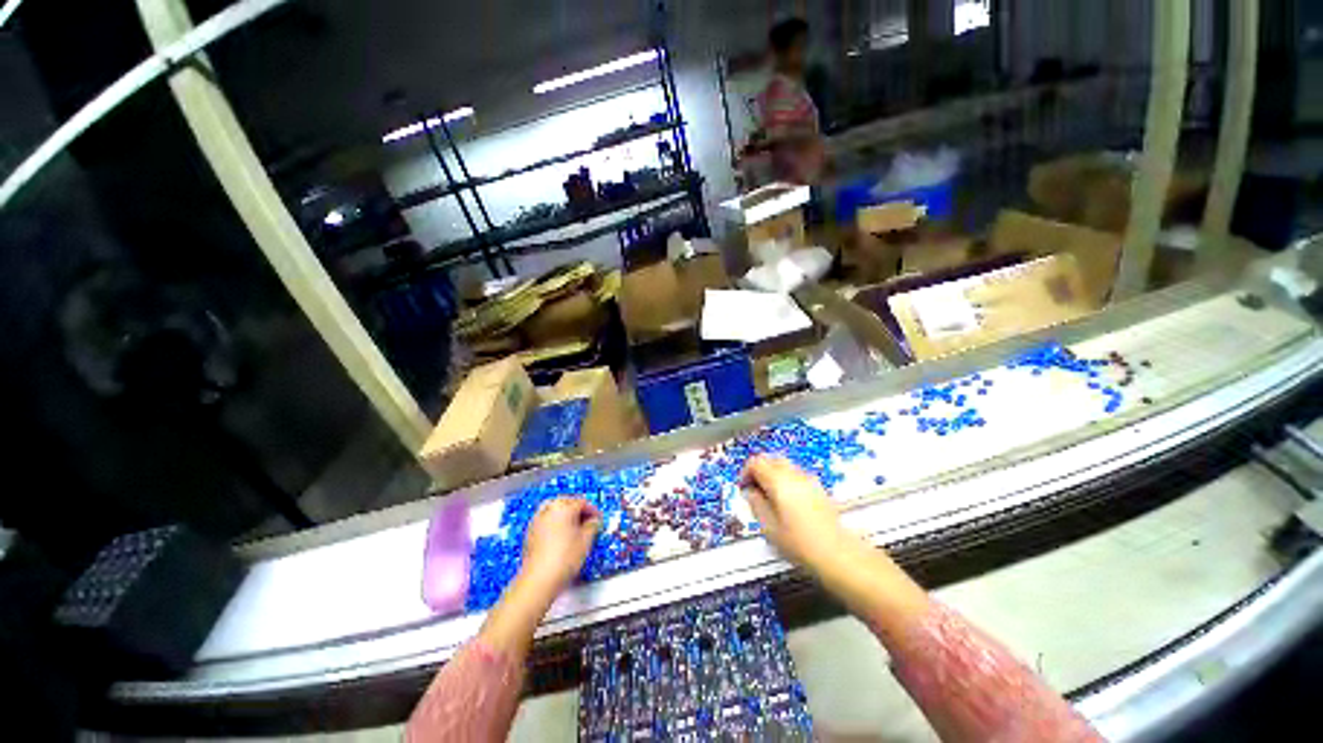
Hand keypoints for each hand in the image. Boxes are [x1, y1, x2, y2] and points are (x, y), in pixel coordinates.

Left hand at [518, 497, 601, 596]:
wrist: (539, 579)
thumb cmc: (565, 558)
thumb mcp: (586, 541)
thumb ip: (593, 526)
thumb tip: (594, 520)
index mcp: (564, 507)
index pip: (582, 502)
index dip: (592, 510)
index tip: (598, 519)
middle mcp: (549, 509)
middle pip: (566, 502)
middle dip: (578, 509)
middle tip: (587, 521)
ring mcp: (537, 520)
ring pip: (554, 509)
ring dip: (565, 514)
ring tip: (573, 527)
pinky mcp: (530, 532)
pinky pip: (545, 519)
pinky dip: (554, 522)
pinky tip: (559, 534)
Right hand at [740, 455, 857, 573]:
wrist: (837, 554)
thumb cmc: (801, 544)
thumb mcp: (768, 527)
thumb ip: (755, 504)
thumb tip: (749, 493)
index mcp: (779, 481)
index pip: (756, 462)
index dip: (745, 472)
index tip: (743, 486)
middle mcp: (795, 475)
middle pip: (770, 459)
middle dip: (759, 470)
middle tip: (753, 488)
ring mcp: (809, 480)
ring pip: (784, 465)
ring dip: (772, 474)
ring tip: (769, 496)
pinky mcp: (818, 488)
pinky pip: (796, 475)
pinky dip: (786, 480)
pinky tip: (785, 501)